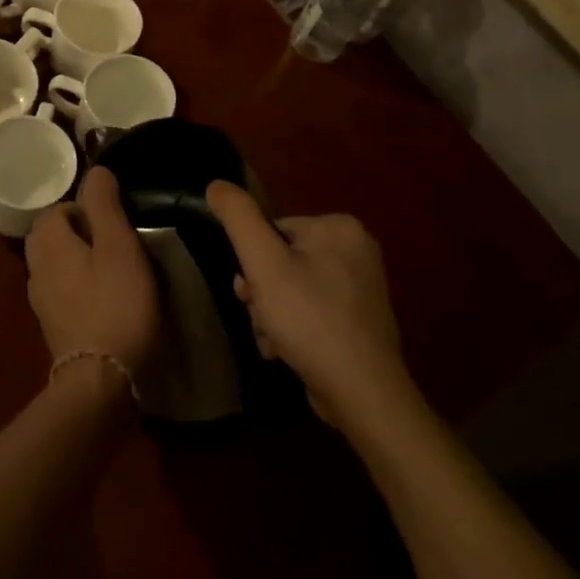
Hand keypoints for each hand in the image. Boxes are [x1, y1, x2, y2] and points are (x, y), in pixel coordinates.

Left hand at [25, 166, 158, 375]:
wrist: (101, 380)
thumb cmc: (116, 304)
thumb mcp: (119, 246)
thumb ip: (105, 206)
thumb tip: (96, 170)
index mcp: (49, 244)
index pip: (55, 210)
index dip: (83, 208)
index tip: (113, 220)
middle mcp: (37, 270)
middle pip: (48, 237)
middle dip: (76, 232)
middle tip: (112, 241)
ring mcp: (42, 303)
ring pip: (53, 266)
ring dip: (76, 260)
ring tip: (111, 269)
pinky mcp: (54, 329)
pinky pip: (61, 293)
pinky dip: (77, 287)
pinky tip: (103, 299)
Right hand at [206, 182, 406, 426]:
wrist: (362, 394)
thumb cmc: (309, 319)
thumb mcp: (263, 263)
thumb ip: (238, 218)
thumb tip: (216, 184)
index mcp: (340, 227)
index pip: (275, 231)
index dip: (255, 262)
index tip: (250, 291)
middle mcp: (357, 251)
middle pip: (284, 261)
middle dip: (264, 293)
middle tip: (261, 317)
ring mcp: (362, 288)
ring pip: (294, 289)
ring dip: (273, 314)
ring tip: (274, 341)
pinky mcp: (360, 322)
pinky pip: (313, 312)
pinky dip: (295, 329)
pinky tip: (287, 352)